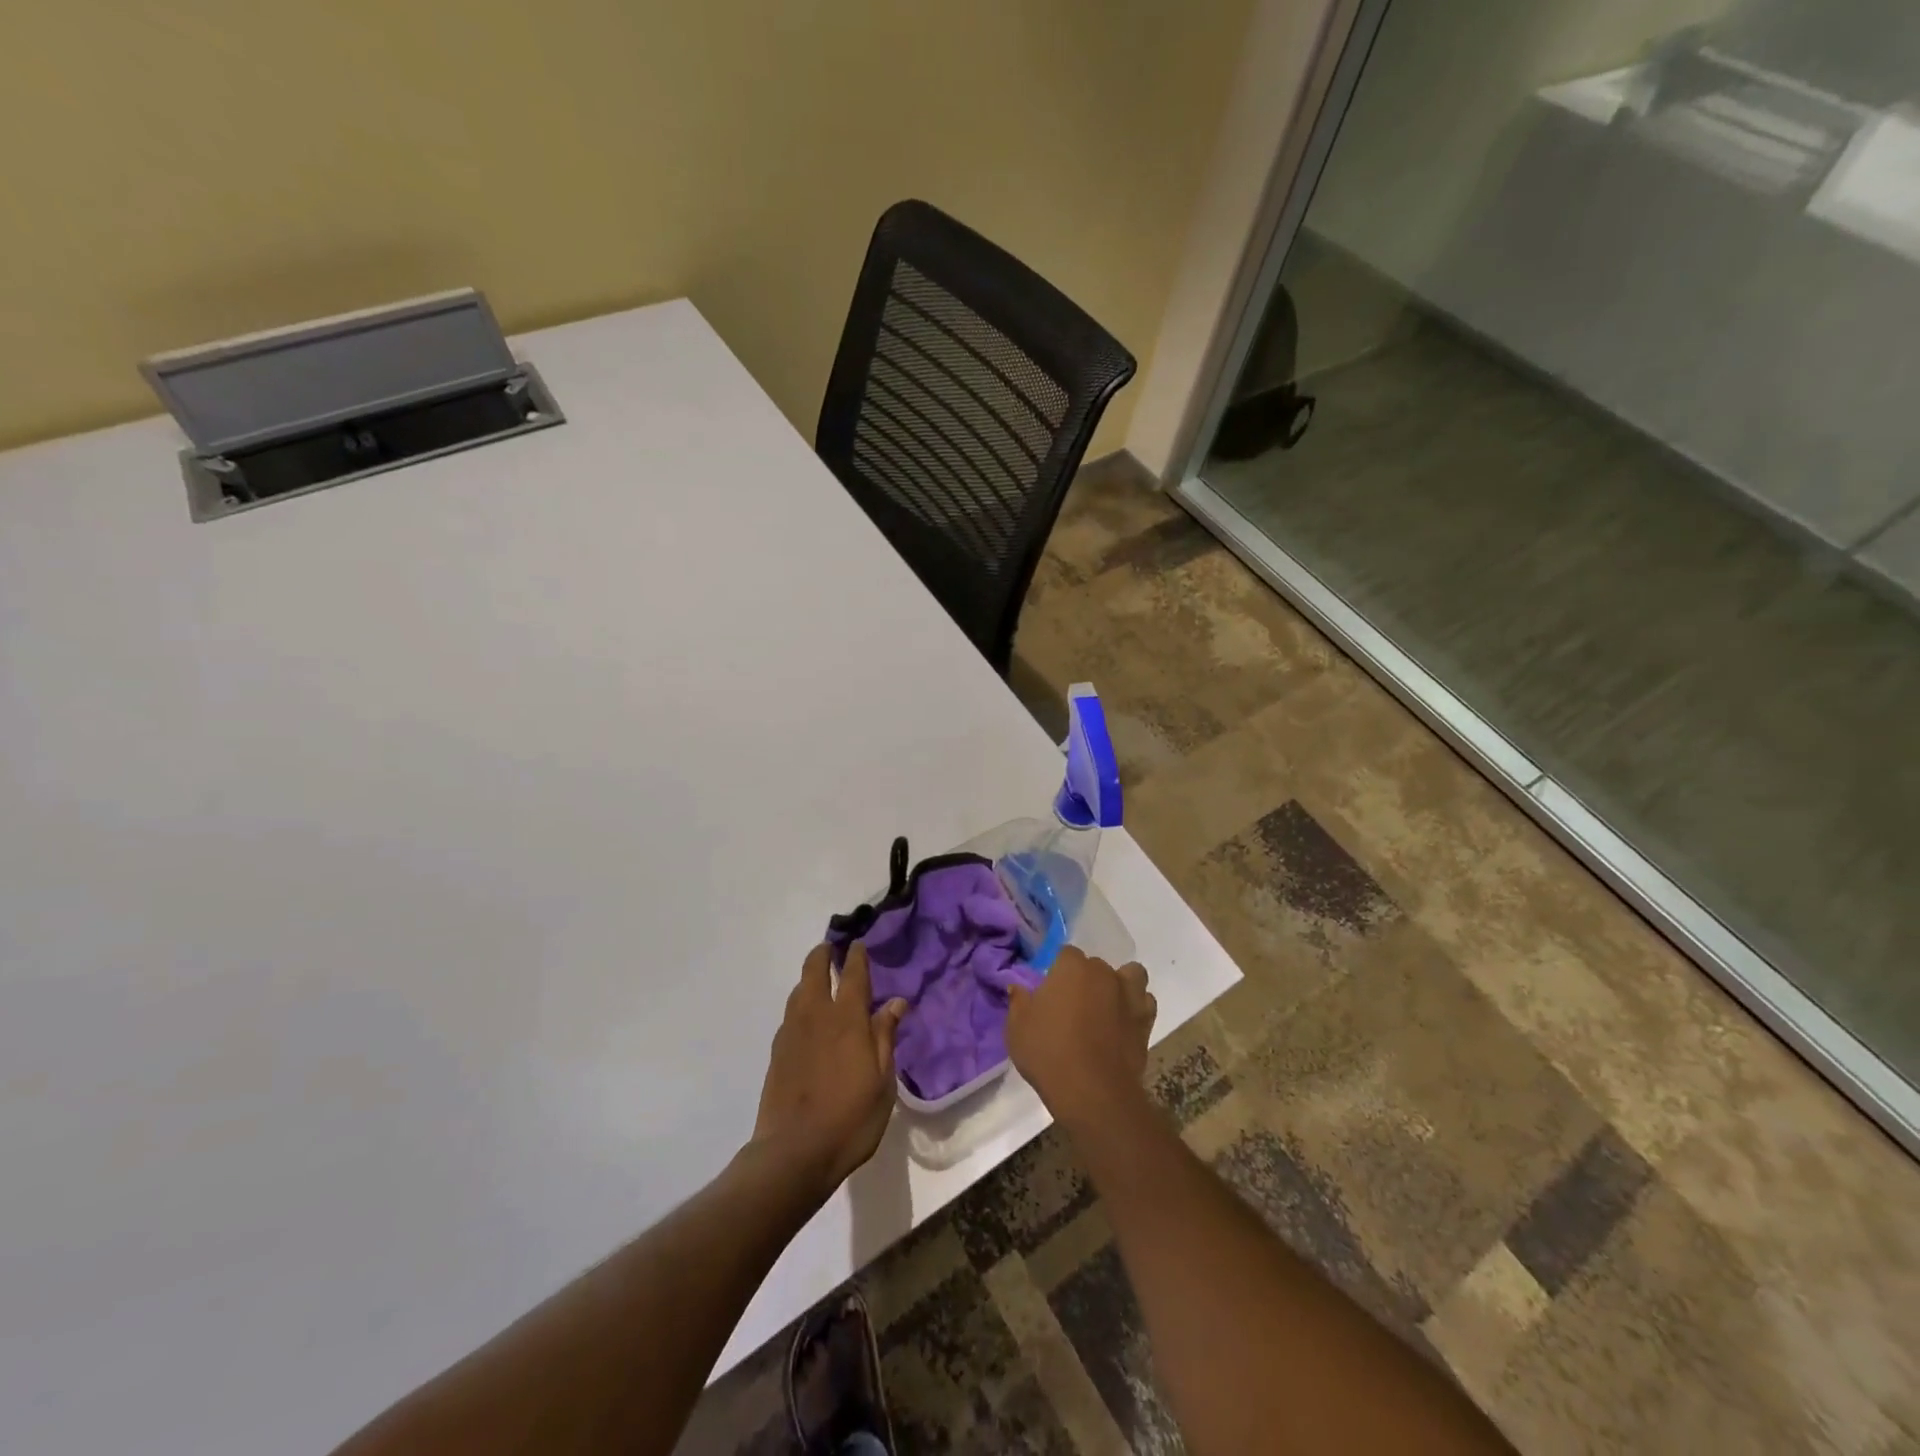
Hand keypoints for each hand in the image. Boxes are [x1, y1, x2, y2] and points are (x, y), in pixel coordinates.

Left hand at [751, 943, 907, 1197]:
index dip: (856, 956)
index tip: (859, 943)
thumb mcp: (882, 1081)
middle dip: (823, 954)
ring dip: (809, 978)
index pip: (852, 974)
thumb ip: (885, 1037)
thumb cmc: (850, 1119)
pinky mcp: (777, 1052)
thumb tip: (896, 1002)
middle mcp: (816, 1016)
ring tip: (820, 979)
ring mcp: (792, 1032)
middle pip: (814, 970)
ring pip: (798, 990)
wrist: (793, 1153)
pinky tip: (807, 1018)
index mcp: (847, 1019)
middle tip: (831, 948)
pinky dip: (800, 1004)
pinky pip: (790, 1014)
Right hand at [1006, 947, 1156, 1130]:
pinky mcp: (1146, 1021)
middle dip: (1086, 979)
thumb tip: (1018, 987)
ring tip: (1106, 1007)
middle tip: (1073, 1006)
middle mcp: (1104, 973)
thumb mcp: (1017, 1028)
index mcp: (1072, 967)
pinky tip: (1123, 1023)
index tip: (1050, 993)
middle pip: (1096, 966)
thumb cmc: (1049, 1053)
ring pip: (1130, 975)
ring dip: (1120, 985)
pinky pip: (1145, 1002)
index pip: (1066, 954)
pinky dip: (1136, 1008)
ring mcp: (1129, 995)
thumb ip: (1019, 1002)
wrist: (1093, 1092)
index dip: (1058, 972)